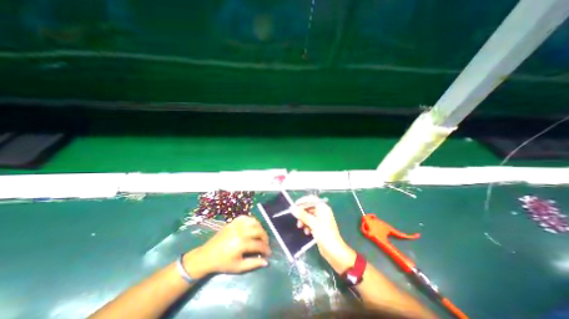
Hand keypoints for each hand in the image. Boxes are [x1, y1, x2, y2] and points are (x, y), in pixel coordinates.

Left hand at [184, 214, 269, 278]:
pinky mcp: (233, 222)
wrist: (207, 255)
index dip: (266, 249)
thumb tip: (266, 261)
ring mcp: (237, 225)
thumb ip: (253, 264)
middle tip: (265, 244)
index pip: (259, 244)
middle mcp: (241, 231)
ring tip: (260, 235)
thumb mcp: (238, 267)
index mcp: (242, 244)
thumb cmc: (223, 263)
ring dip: (260, 228)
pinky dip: (252, 221)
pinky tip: (252, 227)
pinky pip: (246, 217)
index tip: (268, 253)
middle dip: (265, 237)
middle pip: (259, 230)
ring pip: (254, 222)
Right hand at [293, 194, 353, 270]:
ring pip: (308, 215)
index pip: (311, 199)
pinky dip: (307, 225)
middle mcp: (322, 212)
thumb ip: (302, 215)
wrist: (334, 252)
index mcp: (323, 208)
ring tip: (300, 227)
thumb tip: (292, 208)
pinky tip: (307, 232)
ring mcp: (320, 219)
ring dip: (303, 220)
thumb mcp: (313, 224)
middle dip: (302, 213)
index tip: (294, 206)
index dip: (302, 201)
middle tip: (296, 218)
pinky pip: (310, 222)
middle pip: (308, 207)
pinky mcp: (319, 226)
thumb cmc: (326, 235)